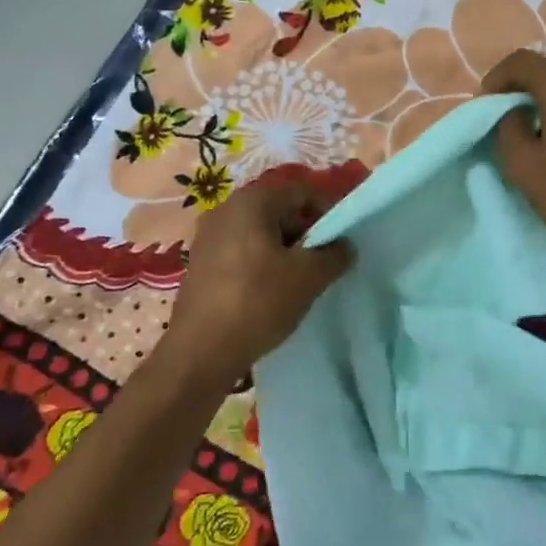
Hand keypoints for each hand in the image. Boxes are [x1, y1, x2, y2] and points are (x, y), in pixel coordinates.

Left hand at [158, 181, 351, 387]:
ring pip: (262, 234)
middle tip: (323, 265)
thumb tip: (344, 245)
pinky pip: (242, 252)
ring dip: (285, 252)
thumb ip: (335, 254)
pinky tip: (271, 293)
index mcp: (252, 201)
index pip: (303, 193)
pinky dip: (262, 265)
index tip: (341, 244)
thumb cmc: (258, 302)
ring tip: (299, 282)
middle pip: (281, 211)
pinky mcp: (201, 262)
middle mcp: (226, 209)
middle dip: (307, 235)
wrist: (200, 352)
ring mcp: (209, 236)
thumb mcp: (309, 277)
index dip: (329, 214)